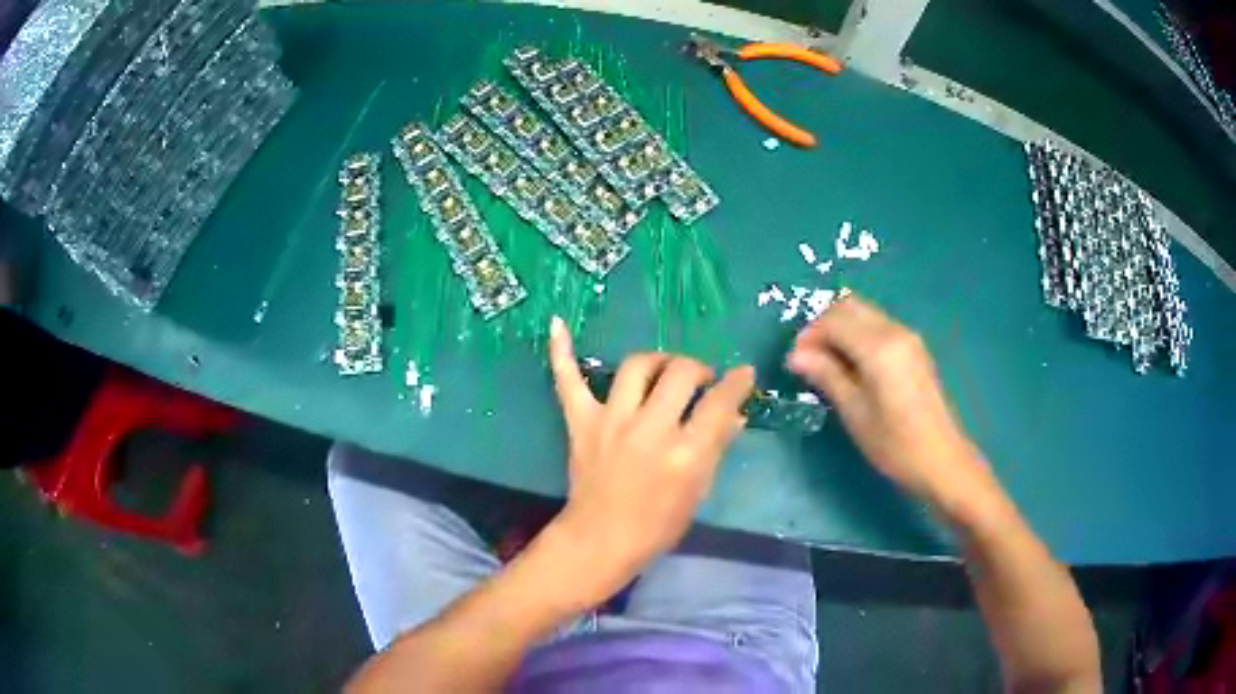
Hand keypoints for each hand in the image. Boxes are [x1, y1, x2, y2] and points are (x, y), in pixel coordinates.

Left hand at [547, 316, 754, 602]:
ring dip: (658, 360)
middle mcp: (650, 430)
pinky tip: (558, 323)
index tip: (743, 374)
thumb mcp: (697, 492)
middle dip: (698, 369)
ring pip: (637, 367)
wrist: (601, 540)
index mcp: (685, 454)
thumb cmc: (657, 525)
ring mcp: (611, 421)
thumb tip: (735, 413)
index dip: (737, 383)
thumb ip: (716, 447)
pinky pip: (568, 380)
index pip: (719, 403)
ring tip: (665, 368)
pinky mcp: (581, 422)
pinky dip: (562, 352)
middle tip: (700, 380)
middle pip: (681, 374)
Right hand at [786, 295, 985, 503]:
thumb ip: (826, 376)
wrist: (941, 460)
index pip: (834, 320)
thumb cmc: (894, 444)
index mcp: (879, 347)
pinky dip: (858, 335)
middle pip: (850, 306)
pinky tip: (852, 366)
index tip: (795, 362)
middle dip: (824, 325)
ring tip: (827, 364)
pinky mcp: (914, 348)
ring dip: (841, 329)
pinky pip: (878, 326)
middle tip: (808, 358)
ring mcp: (908, 338)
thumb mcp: (855, 413)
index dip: (809, 335)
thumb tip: (795, 355)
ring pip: (864, 314)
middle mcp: (895, 331)